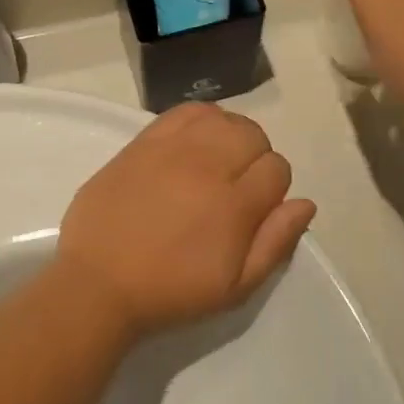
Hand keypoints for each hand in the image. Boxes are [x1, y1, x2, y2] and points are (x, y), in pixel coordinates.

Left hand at [55, 103, 315, 339]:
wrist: (98, 284)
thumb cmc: (170, 292)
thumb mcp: (234, 288)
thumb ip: (275, 243)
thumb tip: (305, 203)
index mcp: (234, 206)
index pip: (277, 168)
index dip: (274, 187)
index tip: (257, 208)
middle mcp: (207, 166)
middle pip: (253, 135)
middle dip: (255, 157)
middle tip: (236, 186)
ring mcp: (173, 149)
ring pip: (222, 118)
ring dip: (228, 136)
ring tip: (215, 162)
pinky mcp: (144, 141)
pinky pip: (185, 111)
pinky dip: (200, 120)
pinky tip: (194, 142)